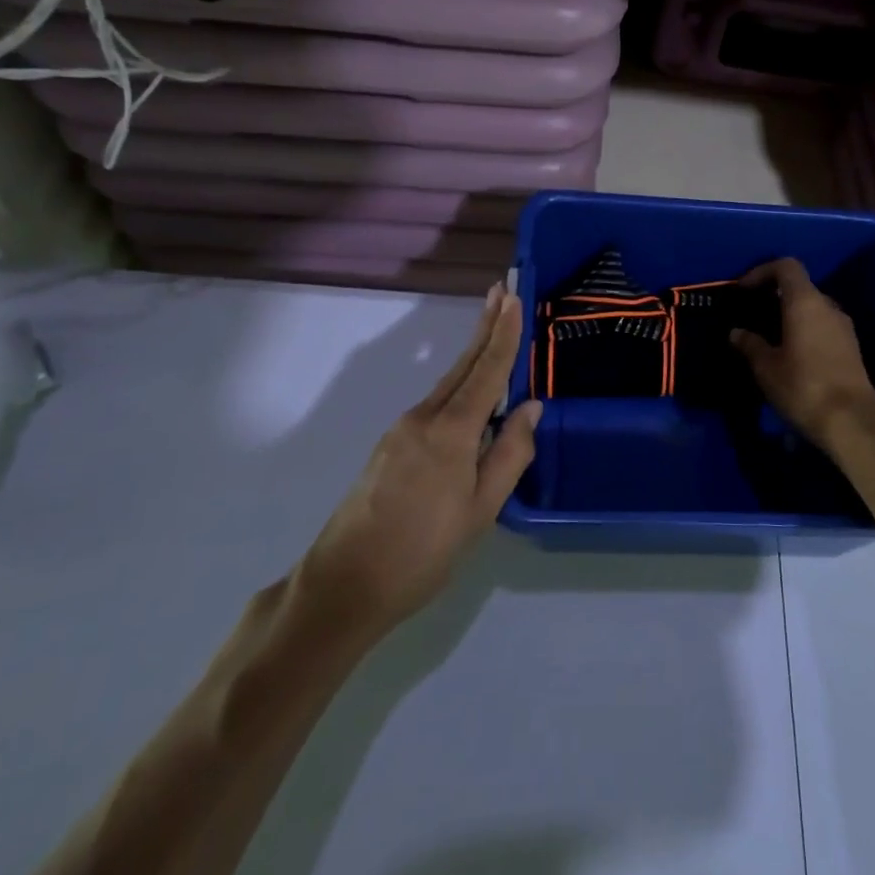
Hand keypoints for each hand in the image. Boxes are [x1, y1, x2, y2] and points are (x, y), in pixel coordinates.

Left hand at [298, 284, 539, 640]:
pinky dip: (459, 386)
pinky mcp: (391, 446)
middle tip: (502, 290)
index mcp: (451, 431)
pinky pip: (435, 405)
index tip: (514, 297)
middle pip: (463, 365)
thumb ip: (509, 454)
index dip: (504, 334)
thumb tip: (530, 407)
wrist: (345, 583)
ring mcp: (402, 430)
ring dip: (473, 355)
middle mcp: (424, 418)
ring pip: (448, 384)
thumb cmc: (423, 551)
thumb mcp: (481, 510)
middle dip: (485, 327)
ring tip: (493, 329)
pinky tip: (470, 395)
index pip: (487, 371)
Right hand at [731, 258, 874, 486]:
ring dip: (790, 315)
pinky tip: (790, 354)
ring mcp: (843, 328)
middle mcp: (828, 307)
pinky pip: (822, 327)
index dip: (762, 271)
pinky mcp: (851, 348)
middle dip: (774, 296)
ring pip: (812, 309)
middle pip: (800, 287)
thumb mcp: (766, 367)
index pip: (786, 267)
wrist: (852, 423)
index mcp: (805, 302)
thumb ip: (750, 344)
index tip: (743, 289)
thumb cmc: (803, 386)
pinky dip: (804, 330)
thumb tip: (737, 332)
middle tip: (752, 314)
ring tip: (768, 336)